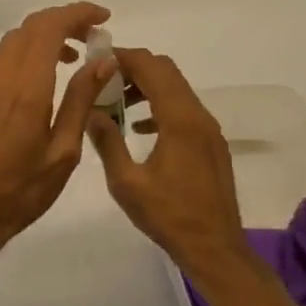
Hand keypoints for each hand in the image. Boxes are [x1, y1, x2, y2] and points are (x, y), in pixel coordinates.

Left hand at [0, 1, 112, 263]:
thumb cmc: (21, 193)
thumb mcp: (63, 153)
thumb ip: (81, 101)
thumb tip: (102, 60)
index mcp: (25, 90)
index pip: (48, 28)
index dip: (76, 13)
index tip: (102, 18)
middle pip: (28, 29)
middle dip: (62, 22)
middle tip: (90, 39)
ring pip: (9, 46)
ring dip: (41, 41)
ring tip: (69, 62)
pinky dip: (22, 63)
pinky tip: (36, 92)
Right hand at [86, 49, 249, 273]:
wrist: (215, 248)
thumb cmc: (169, 216)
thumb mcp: (127, 183)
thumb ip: (107, 142)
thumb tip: (90, 111)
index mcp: (179, 120)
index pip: (152, 68)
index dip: (124, 57)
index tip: (97, 60)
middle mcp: (198, 115)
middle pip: (167, 71)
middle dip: (134, 68)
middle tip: (103, 79)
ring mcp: (208, 129)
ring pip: (176, 89)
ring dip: (147, 87)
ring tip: (115, 103)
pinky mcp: (210, 143)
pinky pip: (183, 109)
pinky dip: (160, 106)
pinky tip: (138, 127)